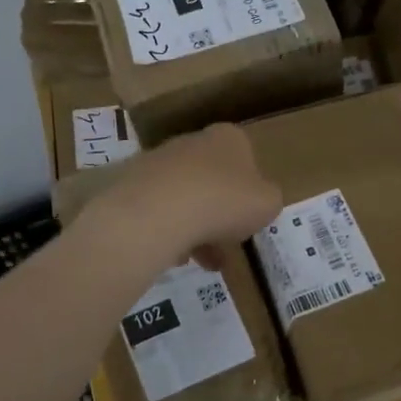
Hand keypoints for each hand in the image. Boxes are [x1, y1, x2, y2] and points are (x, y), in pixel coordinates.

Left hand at [84, 123, 281, 271]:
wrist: (159, 209)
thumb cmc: (225, 201)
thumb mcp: (268, 203)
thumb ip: (267, 199)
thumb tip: (258, 201)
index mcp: (229, 138)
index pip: (246, 160)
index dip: (249, 193)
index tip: (248, 220)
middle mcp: (193, 141)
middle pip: (213, 182)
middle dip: (220, 217)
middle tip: (225, 249)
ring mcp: (159, 161)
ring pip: (185, 199)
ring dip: (195, 230)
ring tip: (200, 262)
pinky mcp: (132, 183)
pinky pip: (158, 211)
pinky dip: (169, 232)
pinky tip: (174, 256)